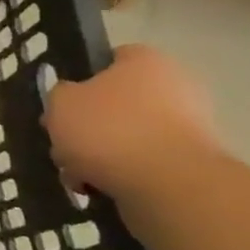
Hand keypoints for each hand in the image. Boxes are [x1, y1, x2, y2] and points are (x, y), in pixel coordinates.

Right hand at [42, 45, 222, 200]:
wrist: (168, 186)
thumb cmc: (110, 129)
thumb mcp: (60, 102)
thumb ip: (59, 94)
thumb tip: (71, 100)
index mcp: (147, 61)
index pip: (110, 59)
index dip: (81, 80)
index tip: (62, 104)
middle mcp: (175, 88)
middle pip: (115, 104)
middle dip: (86, 127)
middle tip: (63, 146)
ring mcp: (187, 129)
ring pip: (126, 138)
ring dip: (97, 156)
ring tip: (76, 176)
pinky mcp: (190, 166)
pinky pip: (143, 165)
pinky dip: (120, 175)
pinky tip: (97, 189)